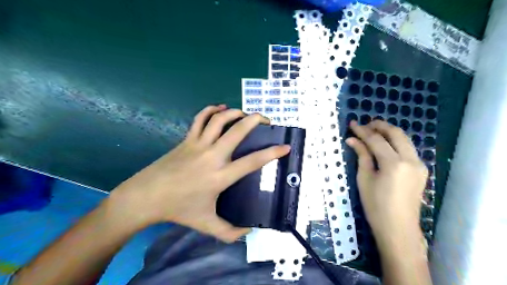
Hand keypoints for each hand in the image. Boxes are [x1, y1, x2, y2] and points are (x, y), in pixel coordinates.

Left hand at [112, 105, 291, 242]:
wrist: (147, 196)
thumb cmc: (179, 209)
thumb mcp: (206, 224)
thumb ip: (229, 232)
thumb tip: (248, 231)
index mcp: (220, 176)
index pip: (252, 161)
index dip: (272, 153)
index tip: (285, 147)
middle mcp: (212, 156)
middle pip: (237, 131)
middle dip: (255, 120)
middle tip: (266, 120)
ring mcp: (198, 144)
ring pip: (219, 120)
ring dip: (235, 112)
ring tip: (245, 114)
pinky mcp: (187, 139)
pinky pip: (200, 119)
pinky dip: (211, 110)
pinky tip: (220, 109)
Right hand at [344, 119, 426, 239]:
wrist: (398, 229)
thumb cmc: (376, 206)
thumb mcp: (364, 179)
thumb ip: (361, 156)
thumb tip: (352, 140)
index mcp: (394, 164)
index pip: (376, 140)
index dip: (362, 131)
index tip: (352, 124)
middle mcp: (411, 160)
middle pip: (396, 133)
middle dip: (379, 126)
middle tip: (364, 124)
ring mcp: (419, 165)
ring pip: (405, 139)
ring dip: (389, 132)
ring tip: (372, 131)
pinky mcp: (421, 170)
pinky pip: (408, 149)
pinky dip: (395, 142)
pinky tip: (384, 144)